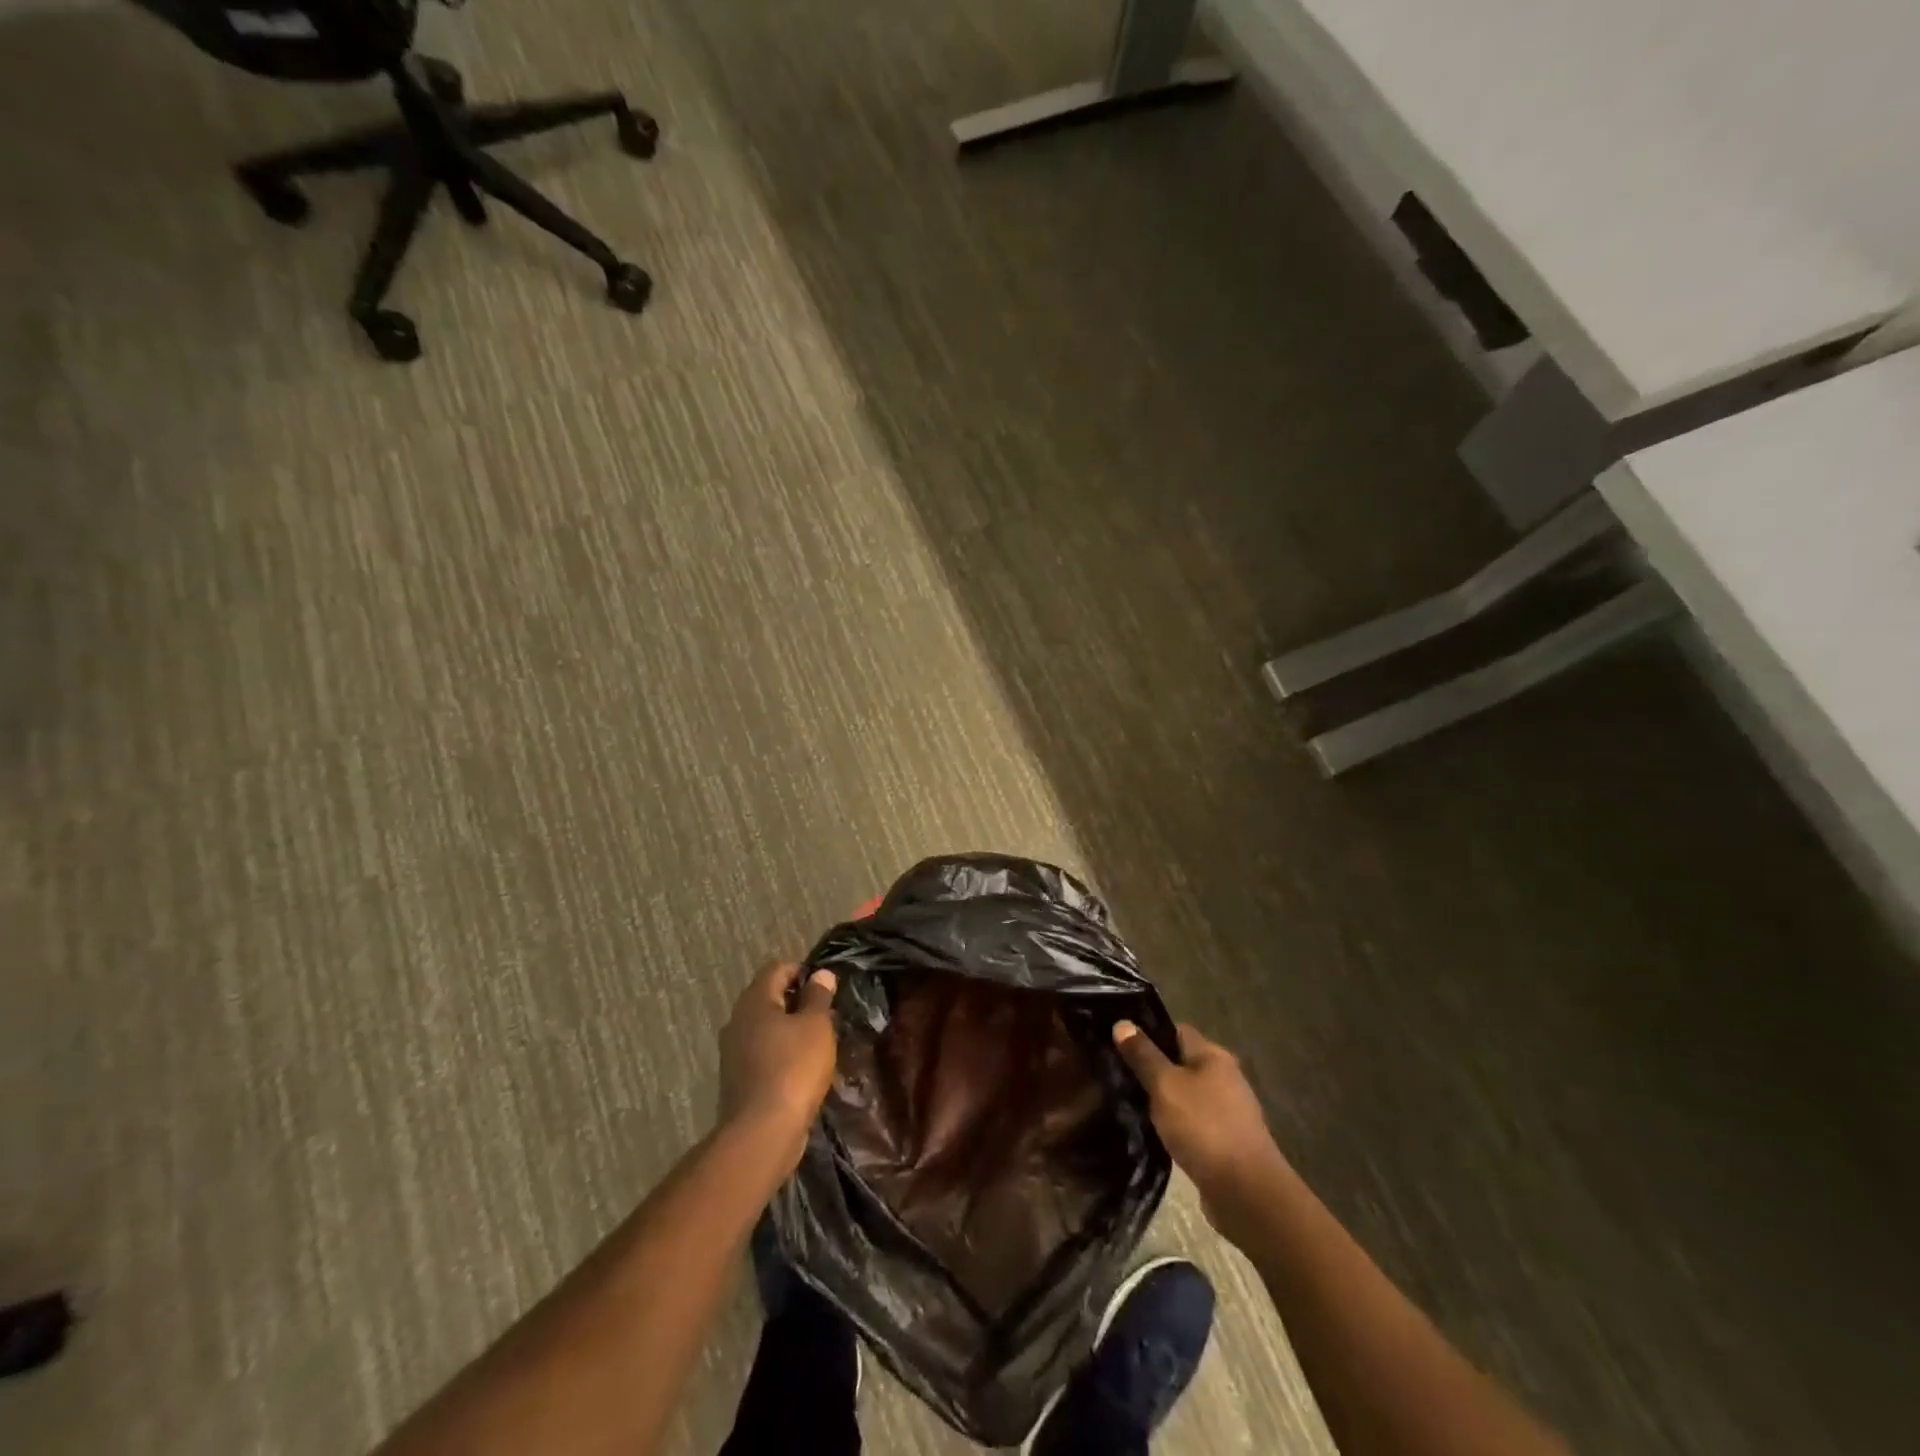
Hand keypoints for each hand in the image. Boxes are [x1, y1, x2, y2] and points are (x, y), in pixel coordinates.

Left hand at [717, 963, 838, 1166]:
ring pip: (766, 1026)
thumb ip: (818, 996)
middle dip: (798, 1001)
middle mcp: (738, 1020)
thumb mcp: (816, 1026)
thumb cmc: (793, 1068)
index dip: (804, 971)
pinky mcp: (737, 1078)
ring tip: (818, 1042)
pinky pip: (762, 1052)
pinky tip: (801, 1068)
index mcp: (755, 1000)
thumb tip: (821, 974)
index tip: (827, 987)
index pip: (778, 968)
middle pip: (769, 996)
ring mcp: (733, 1051)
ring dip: (790, 1029)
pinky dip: (781, 1053)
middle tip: (826, 1014)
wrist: (762, 1132)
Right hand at [1114, 1020, 1288, 1235]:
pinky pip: (1192, 1123)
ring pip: (1185, 1095)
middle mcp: (1224, 1077)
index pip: (1175, 1031)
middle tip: (1118, 1075)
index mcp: (1213, 1055)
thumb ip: (1143, 1055)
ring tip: (1129, 1104)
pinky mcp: (1225, 1142)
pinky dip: (1174, 1126)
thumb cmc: (1204, 1127)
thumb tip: (1122, 1023)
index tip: (1120, 1043)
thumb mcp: (1165, 1086)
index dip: (1148, 1033)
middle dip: (1152, 1069)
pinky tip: (1152, 1133)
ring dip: (1162, 1101)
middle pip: (1180, 1063)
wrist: (1246, 1193)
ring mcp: (1227, 1111)